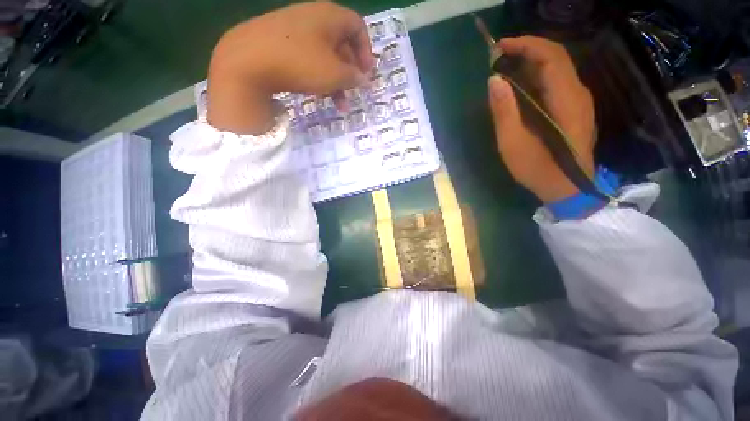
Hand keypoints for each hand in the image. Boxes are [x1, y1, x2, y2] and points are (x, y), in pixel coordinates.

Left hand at [207, 2, 374, 133]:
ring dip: (335, 81)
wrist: (246, 61)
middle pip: (341, 44)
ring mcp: (293, 29)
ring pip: (324, 56)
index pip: (357, 27)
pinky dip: (317, 76)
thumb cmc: (299, 63)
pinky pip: (307, 58)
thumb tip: (363, 79)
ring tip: (338, 105)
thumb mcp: (334, 74)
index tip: (366, 74)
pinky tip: (318, 92)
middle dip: (350, 72)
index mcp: (329, 16)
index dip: (366, 51)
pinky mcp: (279, 43)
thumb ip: (354, 77)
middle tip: (353, 93)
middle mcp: (312, 17)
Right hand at [488, 36, 595, 202]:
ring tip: (507, 67)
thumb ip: (504, 111)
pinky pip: (559, 81)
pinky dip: (539, 75)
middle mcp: (578, 93)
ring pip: (559, 68)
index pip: (551, 56)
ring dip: (533, 61)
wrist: (568, 188)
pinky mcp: (576, 109)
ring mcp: (580, 101)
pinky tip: (523, 84)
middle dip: (528, 48)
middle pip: (557, 57)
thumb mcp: (513, 144)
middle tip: (500, 55)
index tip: (501, 46)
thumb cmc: (538, 169)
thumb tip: (494, 81)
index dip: (527, 45)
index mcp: (566, 99)